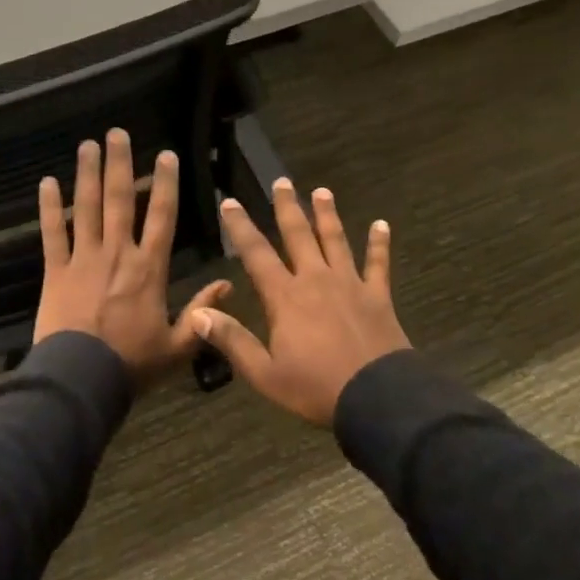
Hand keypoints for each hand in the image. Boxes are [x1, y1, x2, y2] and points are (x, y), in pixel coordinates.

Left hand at [34, 129, 231, 386]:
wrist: (81, 379)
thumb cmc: (132, 363)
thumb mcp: (179, 345)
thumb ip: (203, 313)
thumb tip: (229, 286)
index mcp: (150, 268)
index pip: (162, 216)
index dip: (166, 183)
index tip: (165, 154)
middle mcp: (118, 253)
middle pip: (121, 200)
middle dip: (120, 163)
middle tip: (117, 132)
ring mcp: (84, 259)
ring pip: (86, 208)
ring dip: (87, 174)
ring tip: (87, 145)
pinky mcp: (55, 271)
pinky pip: (52, 233)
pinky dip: (48, 207)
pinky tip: (46, 182)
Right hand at [192, 179, 410, 426]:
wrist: (376, 397)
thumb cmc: (315, 388)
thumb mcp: (264, 373)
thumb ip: (232, 341)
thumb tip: (198, 313)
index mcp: (285, 297)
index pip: (256, 254)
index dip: (241, 227)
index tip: (230, 202)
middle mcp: (316, 280)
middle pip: (299, 236)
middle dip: (287, 207)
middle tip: (282, 181)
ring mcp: (350, 284)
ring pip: (336, 240)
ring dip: (327, 215)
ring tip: (322, 191)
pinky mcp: (377, 295)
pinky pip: (378, 263)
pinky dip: (379, 243)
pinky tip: (381, 224)